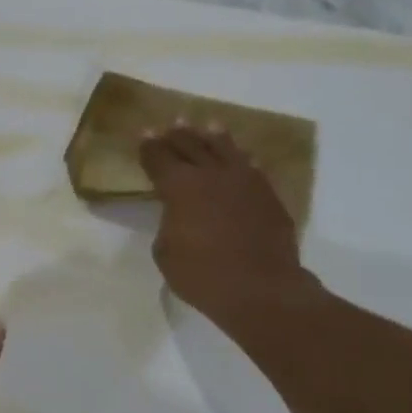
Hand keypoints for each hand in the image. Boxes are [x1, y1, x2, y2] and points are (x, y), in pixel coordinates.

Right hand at [139, 123, 318, 329]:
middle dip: (177, 134)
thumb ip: (168, 224)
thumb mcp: (165, 252)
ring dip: (213, 137)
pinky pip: (251, 168)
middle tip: (170, 123)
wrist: (261, 289)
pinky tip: (243, 156)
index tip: (143, 134)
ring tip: (208, 124)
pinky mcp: (268, 196)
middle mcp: (212, 175)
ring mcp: (245, 182)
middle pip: (191, 146)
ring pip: (226, 150)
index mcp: (180, 187)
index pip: (159, 158)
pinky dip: (242, 159)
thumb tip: (179, 215)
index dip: (149, 147)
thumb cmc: (202, 275)